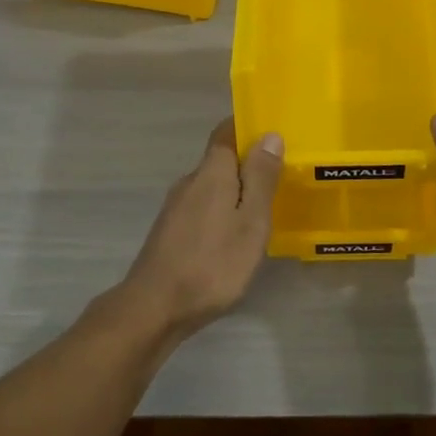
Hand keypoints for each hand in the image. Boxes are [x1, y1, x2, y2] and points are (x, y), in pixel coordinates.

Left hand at [122, 119, 283, 334]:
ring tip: (264, 205)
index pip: (225, 132)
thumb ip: (261, 178)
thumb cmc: (212, 262)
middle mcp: (189, 182)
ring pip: (212, 186)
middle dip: (247, 162)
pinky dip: (223, 210)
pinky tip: (235, 233)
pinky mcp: (171, 232)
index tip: (272, 130)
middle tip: (280, 173)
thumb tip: (269, 134)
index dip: (247, 126)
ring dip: (236, 189)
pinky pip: (203, 207)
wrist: (155, 308)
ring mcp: (176, 208)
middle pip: (220, 160)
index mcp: (211, 173)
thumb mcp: (250, 221)